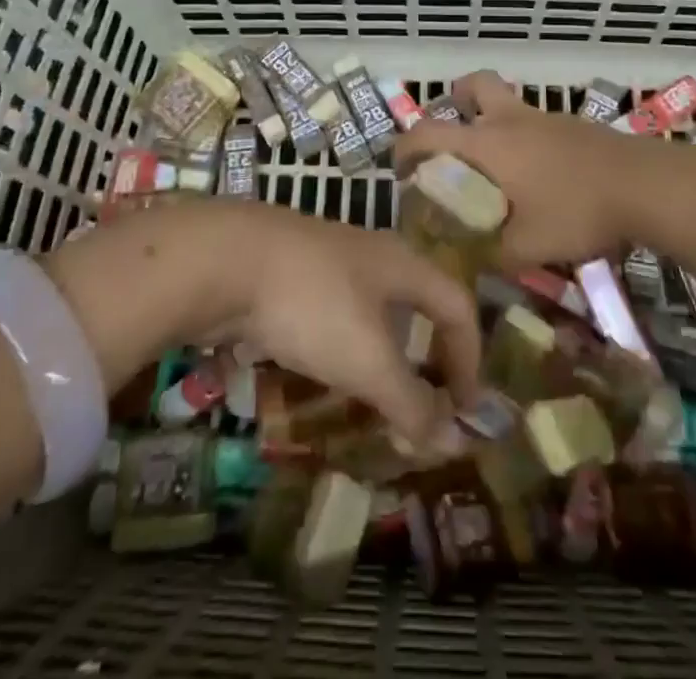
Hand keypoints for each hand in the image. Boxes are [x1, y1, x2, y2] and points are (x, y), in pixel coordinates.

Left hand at [44, 200, 480, 442]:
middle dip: (426, 353)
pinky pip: (331, 312)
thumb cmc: (312, 304)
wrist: (224, 259)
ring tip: (373, 396)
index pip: (457, 304)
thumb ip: (411, 402)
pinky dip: (339, 347)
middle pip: (415, 302)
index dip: (471, 356)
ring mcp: (326, 259)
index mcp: (402, 264)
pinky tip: (320, 371)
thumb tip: (452, 441)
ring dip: (381, 353)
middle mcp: (371, 254)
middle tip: (424, 403)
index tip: (464, 408)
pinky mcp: (289, 273)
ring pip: (370, 308)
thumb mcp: (367, 361)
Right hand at [394, 70, 695, 268]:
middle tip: (454, 136)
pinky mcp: (575, 127)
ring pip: (509, 102)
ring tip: (497, 167)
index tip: (399, 170)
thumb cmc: (577, 210)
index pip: (429, 131)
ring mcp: (546, 119)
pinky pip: (535, 123)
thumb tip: (470, 265)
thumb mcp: (527, 246)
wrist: (645, 185)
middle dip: (456, 99)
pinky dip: (525, 140)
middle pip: (474, 84)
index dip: (405, 147)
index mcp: (488, 143)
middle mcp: (512, 120)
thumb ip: (492, 255)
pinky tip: (539, 177)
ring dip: (494, 122)